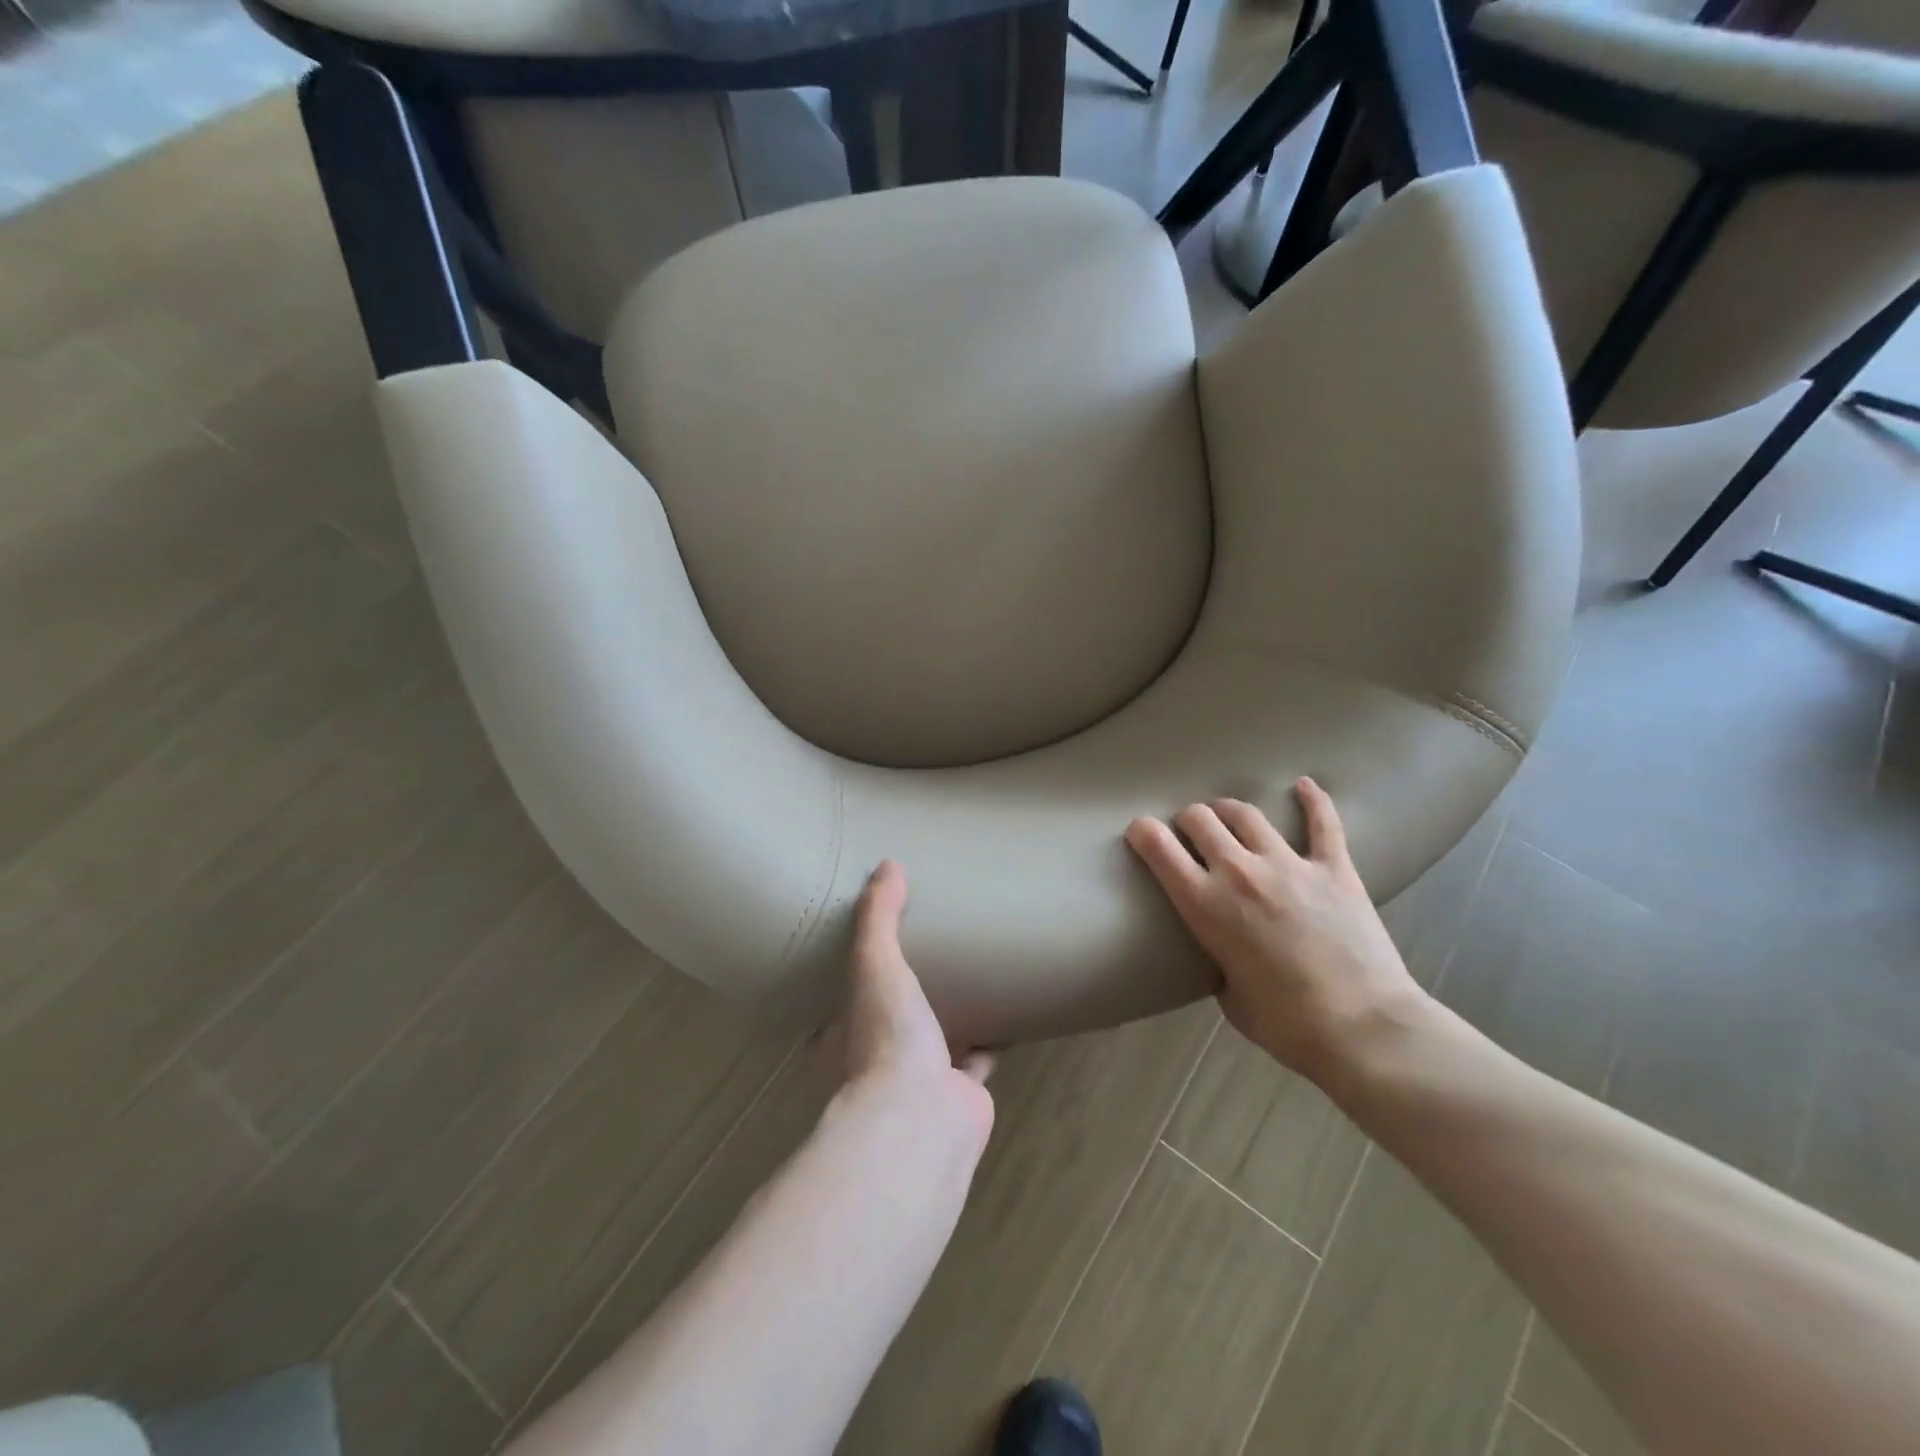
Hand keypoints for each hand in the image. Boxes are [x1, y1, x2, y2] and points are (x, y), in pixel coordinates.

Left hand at [844, 861, 994, 1143]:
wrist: (924, 1117)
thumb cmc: (885, 1038)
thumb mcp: (874, 966)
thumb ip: (878, 918)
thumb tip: (887, 864)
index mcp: (844, 1037)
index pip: (841, 1003)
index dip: (853, 979)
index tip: (871, 948)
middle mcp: (877, 1061)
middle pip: (890, 1021)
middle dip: (906, 996)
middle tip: (927, 953)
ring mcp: (920, 1081)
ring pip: (935, 1041)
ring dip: (949, 1017)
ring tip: (967, 976)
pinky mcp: (961, 1093)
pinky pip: (977, 1059)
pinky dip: (989, 1041)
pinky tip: (1006, 1012)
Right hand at [1125, 778, 1429, 1087]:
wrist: (1363, 1029)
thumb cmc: (1286, 1025)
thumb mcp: (1227, 994)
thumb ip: (1218, 958)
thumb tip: (1225, 949)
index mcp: (1205, 905)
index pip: (1157, 846)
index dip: (1142, 832)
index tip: (1141, 833)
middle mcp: (1239, 873)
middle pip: (1200, 818)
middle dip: (1187, 820)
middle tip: (1190, 833)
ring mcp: (1289, 864)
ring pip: (1246, 813)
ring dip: (1229, 811)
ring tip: (1227, 816)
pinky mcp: (1334, 868)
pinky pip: (1322, 822)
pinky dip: (1312, 800)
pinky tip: (1303, 785)